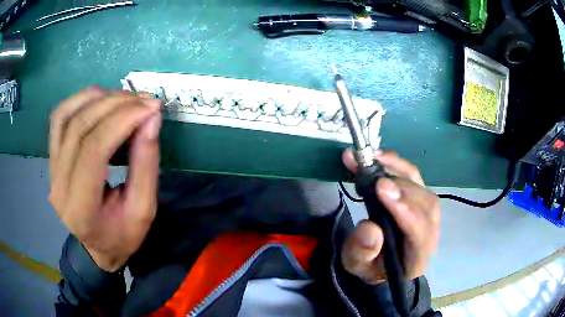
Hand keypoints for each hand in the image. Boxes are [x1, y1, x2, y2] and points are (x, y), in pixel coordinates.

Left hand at [49, 87, 161, 271]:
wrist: (97, 245)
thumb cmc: (122, 235)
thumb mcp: (144, 210)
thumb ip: (146, 164)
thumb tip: (151, 117)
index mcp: (81, 210)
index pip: (94, 151)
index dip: (122, 121)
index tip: (151, 108)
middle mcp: (59, 186)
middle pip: (80, 128)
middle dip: (116, 105)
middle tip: (145, 100)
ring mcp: (51, 169)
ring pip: (67, 116)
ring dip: (99, 99)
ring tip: (126, 99)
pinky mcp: (52, 157)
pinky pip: (59, 117)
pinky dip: (80, 99)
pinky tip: (101, 98)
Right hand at [341, 149, 439, 284]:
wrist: (382, 261)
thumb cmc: (371, 266)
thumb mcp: (357, 265)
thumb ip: (362, 252)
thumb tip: (370, 227)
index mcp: (417, 257)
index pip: (420, 233)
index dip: (405, 210)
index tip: (381, 188)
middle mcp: (429, 232)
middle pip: (425, 205)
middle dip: (400, 187)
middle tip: (372, 173)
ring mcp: (426, 212)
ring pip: (421, 187)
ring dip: (398, 169)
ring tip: (371, 158)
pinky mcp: (419, 197)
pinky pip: (414, 177)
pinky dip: (398, 164)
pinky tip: (380, 156)